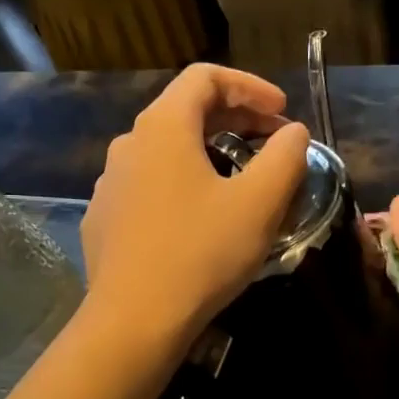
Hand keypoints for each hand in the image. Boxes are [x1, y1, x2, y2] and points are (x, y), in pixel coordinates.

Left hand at [82, 65, 308, 346]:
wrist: (134, 320)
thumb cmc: (201, 253)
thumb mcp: (260, 203)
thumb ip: (285, 157)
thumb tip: (293, 133)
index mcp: (164, 127)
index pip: (205, 78)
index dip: (251, 87)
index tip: (283, 111)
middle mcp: (129, 144)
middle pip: (185, 110)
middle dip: (235, 119)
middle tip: (273, 143)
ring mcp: (111, 183)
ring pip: (167, 151)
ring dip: (209, 152)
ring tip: (242, 179)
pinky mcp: (105, 219)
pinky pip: (150, 185)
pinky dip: (183, 183)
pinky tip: (201, 218)